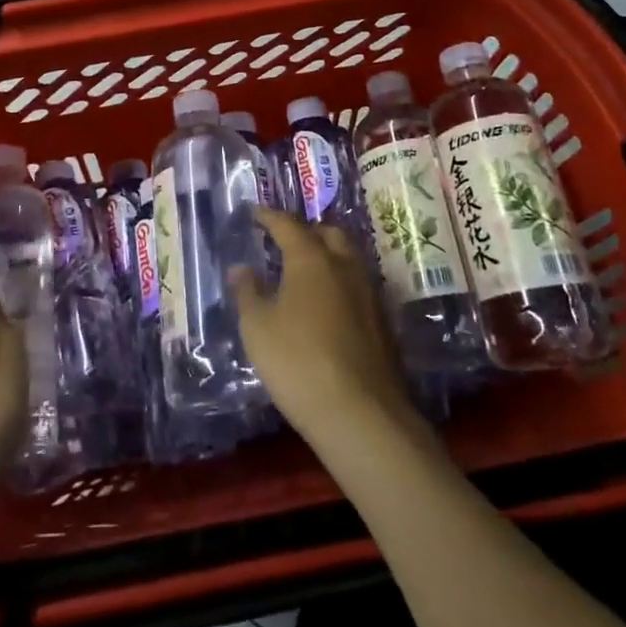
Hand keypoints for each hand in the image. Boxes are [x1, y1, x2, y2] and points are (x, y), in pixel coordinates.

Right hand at [229, 210, 414, 447]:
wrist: (362, 414)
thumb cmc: (298, 362)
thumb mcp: (258, 328)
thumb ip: (248, 292)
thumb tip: (242, 268)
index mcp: (312, 259)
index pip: (288, 225)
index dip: (269, 216)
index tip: (255, 212)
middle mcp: (345, 266)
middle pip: (328, 233)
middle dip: (306, 231)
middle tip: (285, 240)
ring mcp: (370, 293)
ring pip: (348, 259)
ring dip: (327, 256)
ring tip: (306, 270)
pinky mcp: (383, 322)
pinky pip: (358, 286)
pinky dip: (340, 283)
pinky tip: (328, 305)